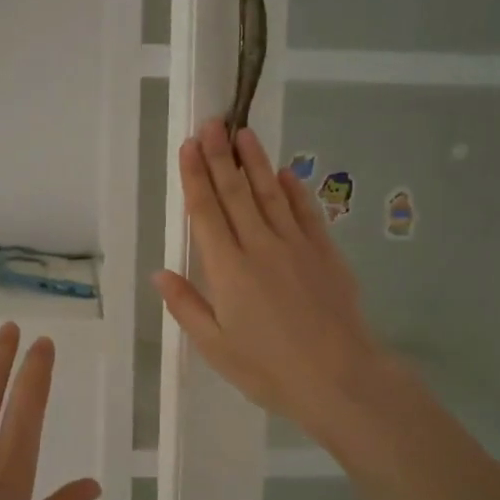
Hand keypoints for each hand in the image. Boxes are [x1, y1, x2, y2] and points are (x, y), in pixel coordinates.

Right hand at [154, 120, 396, 447]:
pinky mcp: (325, 253)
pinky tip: (286, 174)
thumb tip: (160, 273)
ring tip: (244, 133)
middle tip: (212, 122)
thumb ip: (187, 306)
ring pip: (271, 194)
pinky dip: (294, 191)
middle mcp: (259, 247)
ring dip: (256, 162)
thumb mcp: (215, 347)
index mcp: (227, 270)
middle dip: (221, 156)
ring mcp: (296, 246)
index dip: (195, 176)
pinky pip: (306, 213)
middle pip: (236, 193)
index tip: (189, 145)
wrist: (339, 378)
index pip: (206, 212)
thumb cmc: (268, 369)